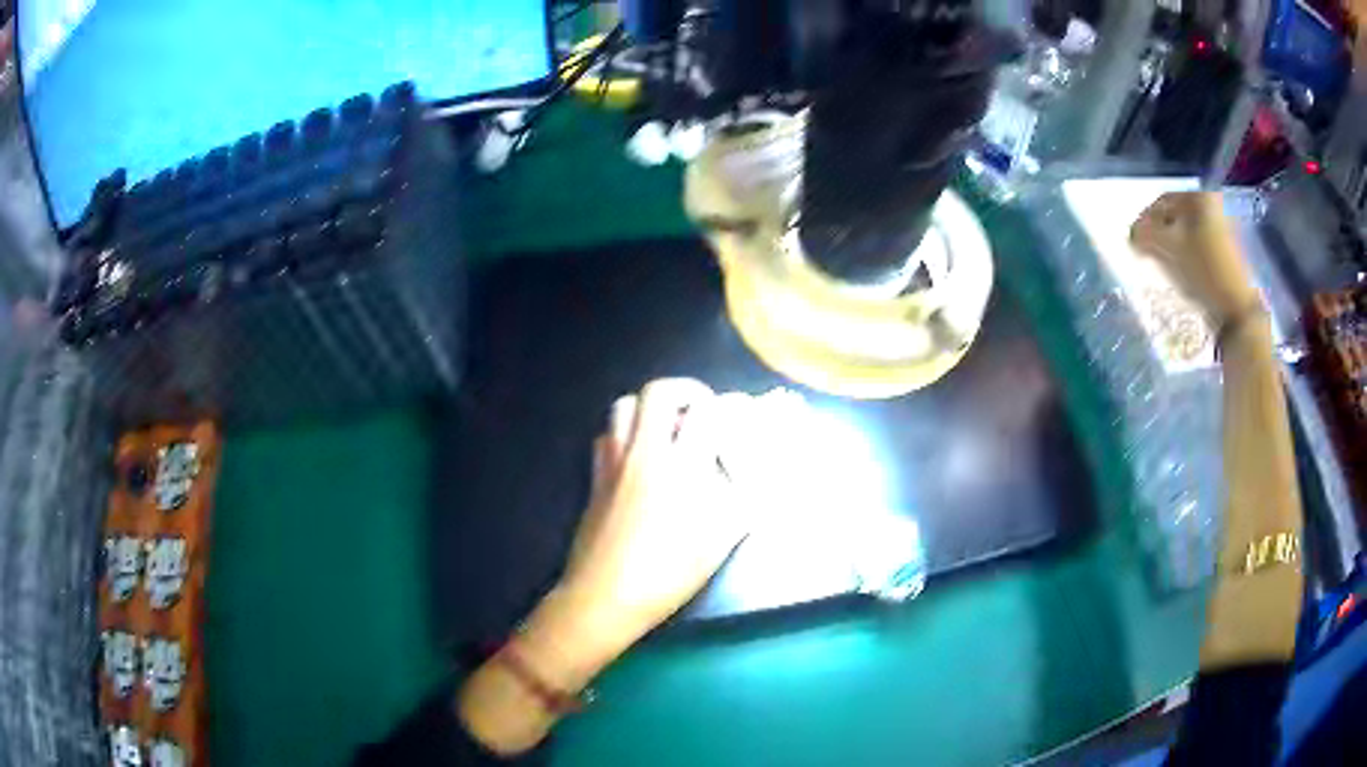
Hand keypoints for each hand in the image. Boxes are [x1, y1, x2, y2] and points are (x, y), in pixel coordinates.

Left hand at [554, 378, 751, 657]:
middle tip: (701, 410)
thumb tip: (752, 478)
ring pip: (624, 406)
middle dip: (684, 391)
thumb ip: (741, 503)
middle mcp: (644, 454)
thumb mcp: (718, 542)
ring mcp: (613, 463)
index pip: (705, 412)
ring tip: (668, 428)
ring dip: (649, 407)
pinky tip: (639, 457)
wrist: (604, 596)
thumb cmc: (667, 574)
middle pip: (657, 392)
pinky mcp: (595, 478)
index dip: (725, 407)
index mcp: (681, 468)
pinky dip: (625, 433)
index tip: (736, 417)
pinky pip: (607, 436)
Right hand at [1130, 192, 1261, 325]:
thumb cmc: (1204, 272)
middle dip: (1159, 234)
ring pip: (1186, 233)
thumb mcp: (1169, 249)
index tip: (1134, 241)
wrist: (1236, 310)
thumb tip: (1131, 234)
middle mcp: (1211, 207)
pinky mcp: (1225, 252)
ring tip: (1161, 266)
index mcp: (1199, 198)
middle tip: (1146, 253)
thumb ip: (1145, 235)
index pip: (1162, 202)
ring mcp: (1221, 229)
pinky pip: (1197, 246)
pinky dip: (1185, 256)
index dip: (1145, 220)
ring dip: (1171, 246)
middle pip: (1175, 217)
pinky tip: (1180, 272)